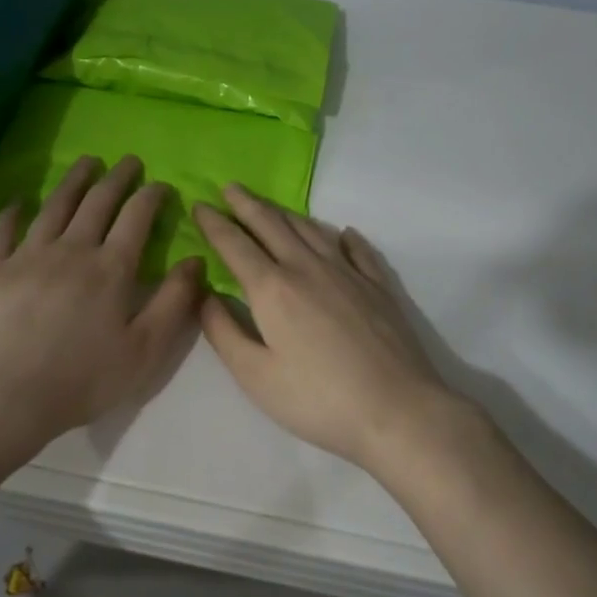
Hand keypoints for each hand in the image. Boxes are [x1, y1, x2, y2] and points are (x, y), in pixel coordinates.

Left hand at [0, 155, 202, 458]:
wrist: (4, 395)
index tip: (161, 184)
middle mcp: (71, 250)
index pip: (136, 217)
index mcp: (111, 268)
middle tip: (128, 161)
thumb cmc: (83, 379)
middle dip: (117, 178)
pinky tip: (21, 200)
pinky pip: (4, 230)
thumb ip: (174, 302)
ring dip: (73, 181)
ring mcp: (27, 256)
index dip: (151, 196)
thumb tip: (196, 260)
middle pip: (97, 202)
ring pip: (54, 206)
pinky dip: (14, 210)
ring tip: (86, 163)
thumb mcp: (145, 349)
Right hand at [193, 186, 466, 469]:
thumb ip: (224, 332)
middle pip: (272, 225)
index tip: (199, 205)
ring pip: (311, 230)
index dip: (214, 223)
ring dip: (285, 213)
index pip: (235, 245)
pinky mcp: (378, 287)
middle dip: (247, 204)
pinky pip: (358, 250)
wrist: (397, 410)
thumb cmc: (318, 399)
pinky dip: (344, 237)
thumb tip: (204, 295)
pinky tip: (342, 233)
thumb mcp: (255, 376)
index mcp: (273, 288)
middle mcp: (308, 268)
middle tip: (230, 187)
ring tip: (270, 206)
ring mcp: (348, 273)